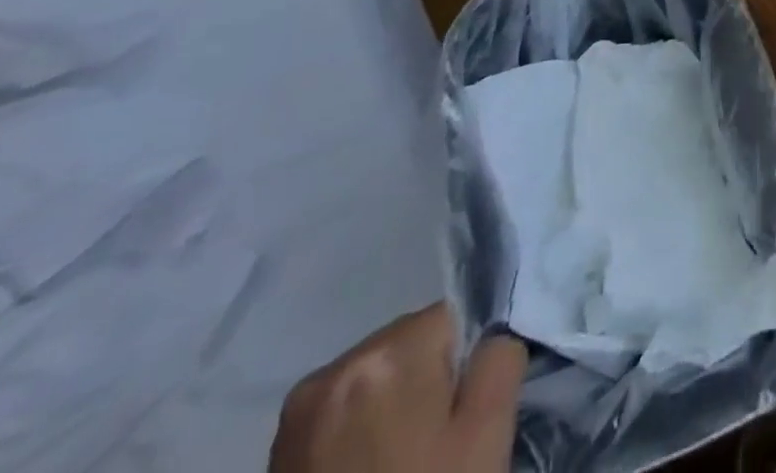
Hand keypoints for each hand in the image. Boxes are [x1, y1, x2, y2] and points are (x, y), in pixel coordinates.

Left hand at [268, 304, 526, 472]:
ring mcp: (297, 415)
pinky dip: (357, 434)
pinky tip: (363, 471)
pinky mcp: (275, 455)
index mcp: (389, 351)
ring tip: (397, 463)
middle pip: (410, 344)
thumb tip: (491, 333)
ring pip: (376, 377)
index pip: (453, 317)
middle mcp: (335, 369)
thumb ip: (500, 355)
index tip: (459, 420)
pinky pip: (340, 413)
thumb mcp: (487, 432)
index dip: (466, 365)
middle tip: (432, 447)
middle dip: (426, 382)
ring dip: (391, 407)